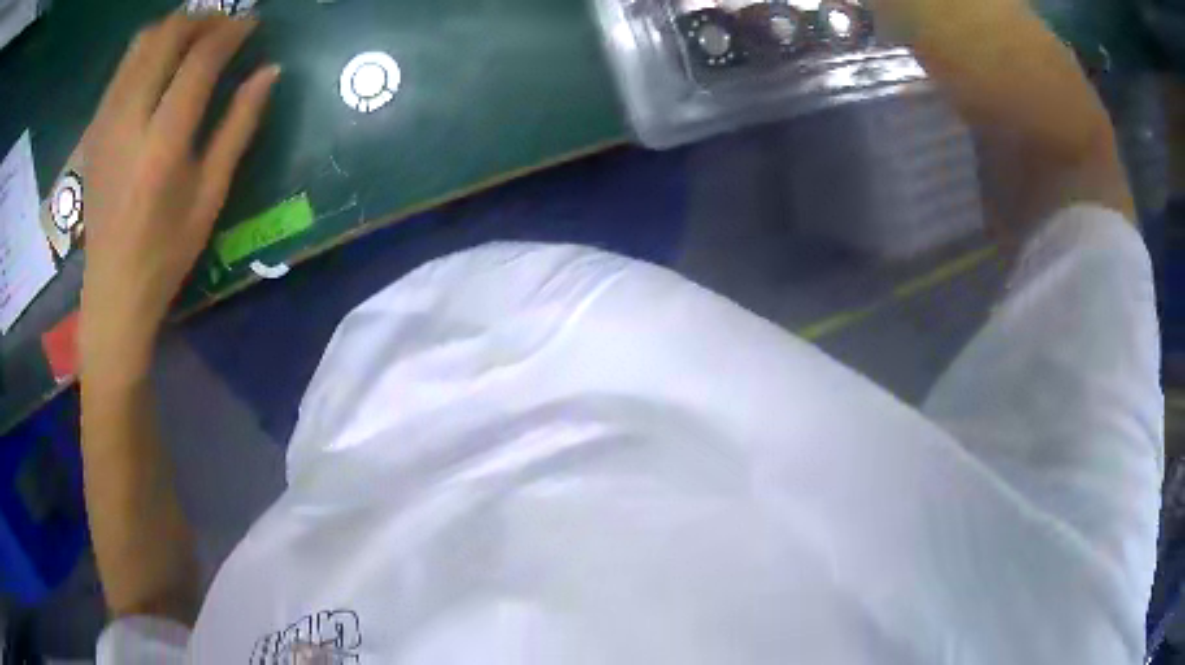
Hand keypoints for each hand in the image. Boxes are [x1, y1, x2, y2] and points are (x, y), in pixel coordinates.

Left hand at [80, 13, 278, 382]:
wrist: (112, 290)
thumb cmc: (166, 252)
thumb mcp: (210, 195)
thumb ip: (238, 126)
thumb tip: (269, 72)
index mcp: (163, 143)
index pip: (201, 59)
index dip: (232, 31)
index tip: (252, 24)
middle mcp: (130, 120)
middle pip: (168, 36)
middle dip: (202, 20)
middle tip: (223, 28)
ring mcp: (107, 121)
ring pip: (142, 42)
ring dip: (173, 29)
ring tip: (193, 40)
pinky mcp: (96, 128)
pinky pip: (124, 66)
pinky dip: (148, 49)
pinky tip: (161, 65)